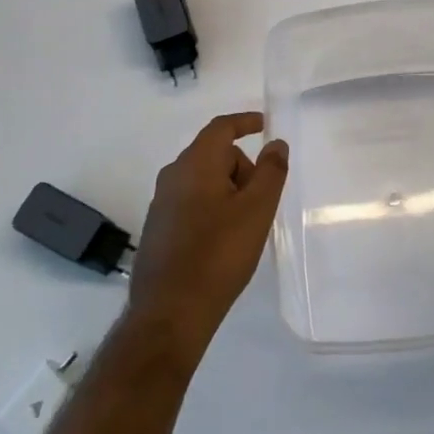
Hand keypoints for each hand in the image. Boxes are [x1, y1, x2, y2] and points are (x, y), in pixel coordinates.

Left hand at [126, 113, 288, 359]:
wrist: (170, 312)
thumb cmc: (219, 254)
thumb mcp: (257, 210)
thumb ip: (271, 171)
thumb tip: (275, 143)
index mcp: (195, 163)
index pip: (221, 128)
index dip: (244, 122)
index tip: (264, 125)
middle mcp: (172, 176)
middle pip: (213, 154)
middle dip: (242, 167)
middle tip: (263, 199)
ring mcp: (160, 203)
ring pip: (202, 180)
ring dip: (228, 190)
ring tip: (246, 225)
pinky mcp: (158, 228)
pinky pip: (191, 202)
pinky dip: (212, 208)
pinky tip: (223, 241)